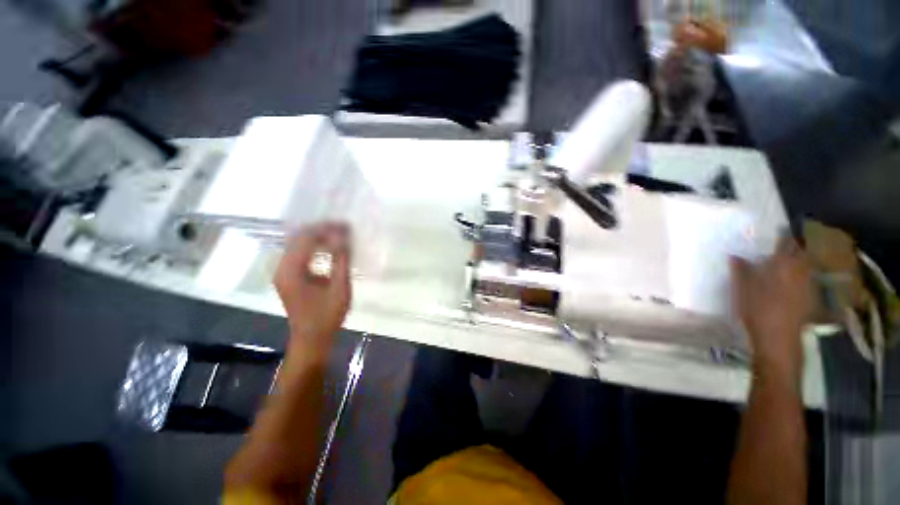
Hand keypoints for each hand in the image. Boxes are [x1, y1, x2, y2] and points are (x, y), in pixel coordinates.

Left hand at [274, 223, 351, 359]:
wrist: (311, 338)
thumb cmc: (327, 316)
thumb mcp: (339, 288)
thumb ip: (341, 260)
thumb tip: (344, 237)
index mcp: (291, 271)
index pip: (306, 239)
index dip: (326, 229)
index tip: (346, 226)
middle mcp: (281, 268)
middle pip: (298, 238)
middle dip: (322, 230)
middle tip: (344, 228)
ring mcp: (282, 272)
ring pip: (298, 244)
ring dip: (318, 237)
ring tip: (339, 234)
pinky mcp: (287, 276)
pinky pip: (299, 253)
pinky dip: (314, 246)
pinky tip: (328, 246)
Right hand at [730, 236, 813, 382]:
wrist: (778, 341)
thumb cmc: (758, 311)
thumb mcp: (742, 289)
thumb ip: (740, 269)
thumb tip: (734, 254)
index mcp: (784, 266)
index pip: (787, 243)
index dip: (782, 235)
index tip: (775, 230)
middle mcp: (800, 272)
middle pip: (800, 254)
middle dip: (791, 248)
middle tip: (777, 246)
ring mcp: (808, 287)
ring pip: (804, 267)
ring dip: (795, 262)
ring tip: (782, 262)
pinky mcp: (809, 300)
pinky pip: (805, 280)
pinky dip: (798, 277)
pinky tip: (788, 282)